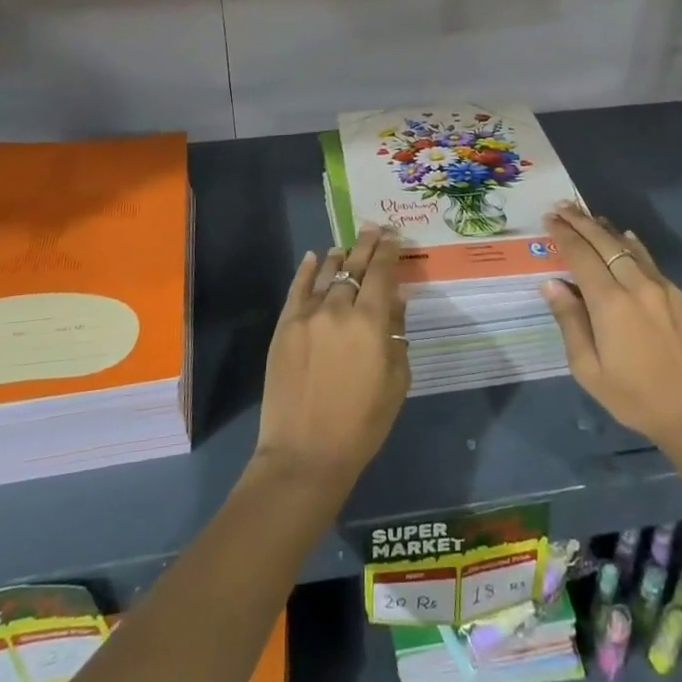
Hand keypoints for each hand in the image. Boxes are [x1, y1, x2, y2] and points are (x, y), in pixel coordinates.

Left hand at [254, 226, 410, 497]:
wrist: (306, 453)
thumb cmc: (362, 423)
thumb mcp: (396, 381)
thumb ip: (396, 335)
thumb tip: (395, 301)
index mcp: (371, 322)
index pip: (381, 273)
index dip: (388, 252)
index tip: (393, 237)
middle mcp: (339, 309)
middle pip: (354, 267)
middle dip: (366, 245)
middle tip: (373, 228)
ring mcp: (307, 315)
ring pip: (326, 274)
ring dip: (339, 257)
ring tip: (346, 246)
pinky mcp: (285, 327)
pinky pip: (297, 289)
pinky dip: (307, 270)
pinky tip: (314, 258)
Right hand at [540, 204, 681, 495]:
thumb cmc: (636, 397)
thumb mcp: (589, 369)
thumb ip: (570, 321)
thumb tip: (552, 284)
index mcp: (610, 303)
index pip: (581, 255)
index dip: (564, 235)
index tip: (549, 219)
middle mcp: (637, 285)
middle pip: (605, 242)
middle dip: (581, 222)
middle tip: (563, 207)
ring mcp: (664, 288)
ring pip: (630, 247)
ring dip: (606, 230)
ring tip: (590, 218)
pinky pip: (650, 261)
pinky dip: (632, 246)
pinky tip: (626, 241)